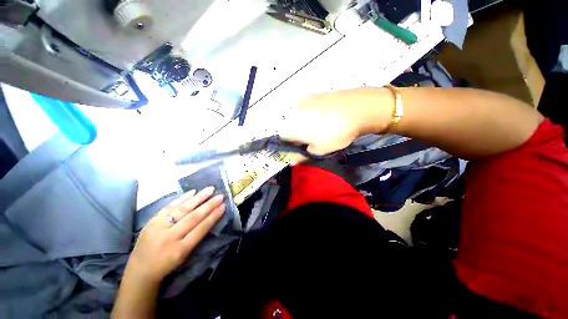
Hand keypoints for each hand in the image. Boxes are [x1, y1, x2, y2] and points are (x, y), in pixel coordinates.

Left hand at [125, 187, 225, 284]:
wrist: (140, 270)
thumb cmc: (167, 264)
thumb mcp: (185, 256)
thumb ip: (197, 237)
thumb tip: (210, 218)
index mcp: (180, 249)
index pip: (201, 229)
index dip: (213, 216)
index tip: (223, 206)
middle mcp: (169, 237)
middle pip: (193, 217)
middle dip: (209, 205)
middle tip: (220, 195)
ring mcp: (159, 228)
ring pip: (182, 209)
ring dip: (198, 198)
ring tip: (210, 189)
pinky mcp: (151, 221)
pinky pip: (169, 207)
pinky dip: (182, 198)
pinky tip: (192, 192)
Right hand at [280, 88, 391, 160]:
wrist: (357, 107)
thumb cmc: (335, 133)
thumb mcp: (319, 150)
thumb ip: (302, 156)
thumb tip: (292, 161)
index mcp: (291, 127)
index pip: (283, 138)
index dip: (292, 145)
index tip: (303, 147)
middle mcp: (292, 112)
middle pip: (289, 126)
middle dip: (298, 134)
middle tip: (313, 138)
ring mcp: (302, 101)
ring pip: (297, 117)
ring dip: (304, 124)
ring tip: (321, 126)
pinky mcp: (312, 94)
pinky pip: (306, 108)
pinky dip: (311, 114)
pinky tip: (325, 116)